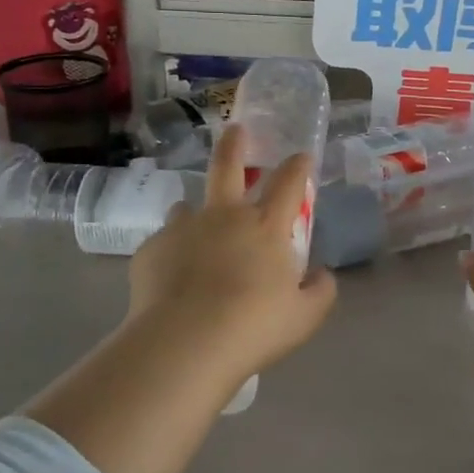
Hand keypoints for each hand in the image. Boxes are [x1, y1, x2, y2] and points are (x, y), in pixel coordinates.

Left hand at [124, 124, 336, 392]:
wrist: (185, 343)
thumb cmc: (254, 327)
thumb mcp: (305, 316)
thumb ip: (321, 291)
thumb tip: (321, 274)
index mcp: (266, 226)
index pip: (289, 182)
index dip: (298, 165)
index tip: (302, 156)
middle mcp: (225, 216)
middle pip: (228, 166)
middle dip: (235, 143)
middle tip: (236, 129)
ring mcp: (184, 229)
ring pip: (189, 205)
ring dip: (197, 211)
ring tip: (197, 228)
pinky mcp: (151, 249)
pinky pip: (164, 242)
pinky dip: (173, 252)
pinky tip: (173, 278)